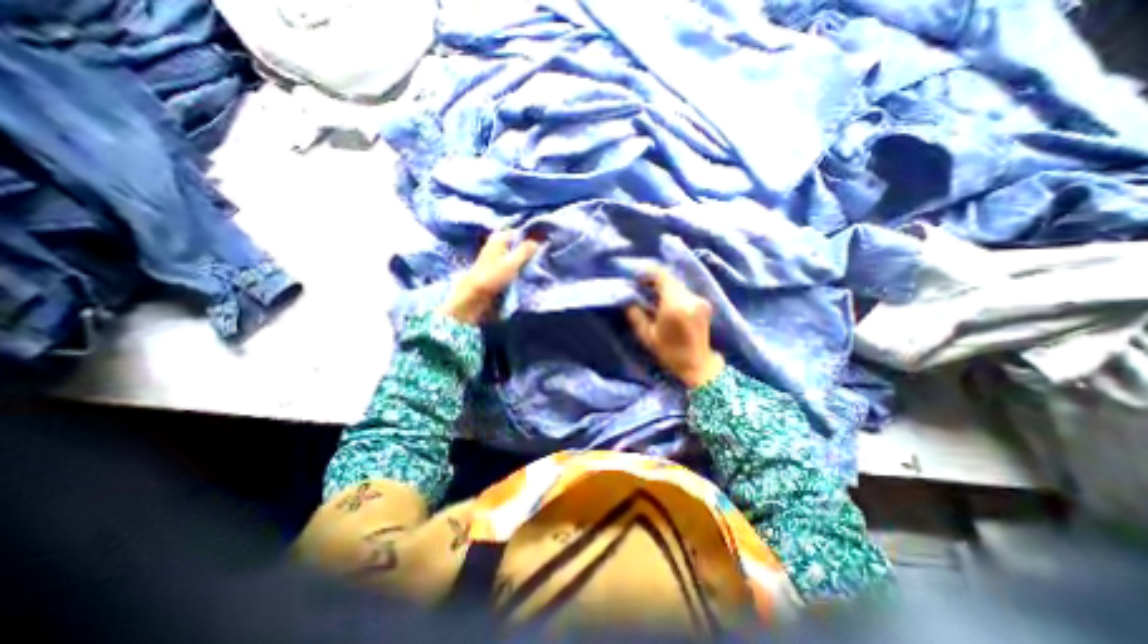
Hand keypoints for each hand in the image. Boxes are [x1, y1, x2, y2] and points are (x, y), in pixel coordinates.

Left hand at [439, 229, 540, 324]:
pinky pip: (514, 266)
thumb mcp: (512, 262)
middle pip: (520, 244)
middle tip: (546, 256)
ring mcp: (498, 258)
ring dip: (527, 261)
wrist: (474, 297)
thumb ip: (526, 250)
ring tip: (541, 265)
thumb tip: (538, 241)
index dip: (533, 237)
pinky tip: (531, 273)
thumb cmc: (492, 277)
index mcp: (500, 238)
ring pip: (518, 256)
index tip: (547, 244)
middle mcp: (498, 245)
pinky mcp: (498, 270)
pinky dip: (522, 268)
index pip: (521, 232)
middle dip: (531, 250)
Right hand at [624, 267, 718, 387]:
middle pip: (670, 279)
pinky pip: (684, 292)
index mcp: (675, 305)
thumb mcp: (646, 335)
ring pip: (677, 285)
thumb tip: (627, 299)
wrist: (698, 365)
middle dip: (654, 281)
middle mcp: (690, 298)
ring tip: (652, 297)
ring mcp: (700, 300)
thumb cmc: (670, 352)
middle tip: (641, 289)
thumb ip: (635, 314)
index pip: (661, 276)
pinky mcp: (704, 303)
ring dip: (664, 287)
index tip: (636, 280)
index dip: (647, 274)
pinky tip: (665, 304)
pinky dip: (673, 293)